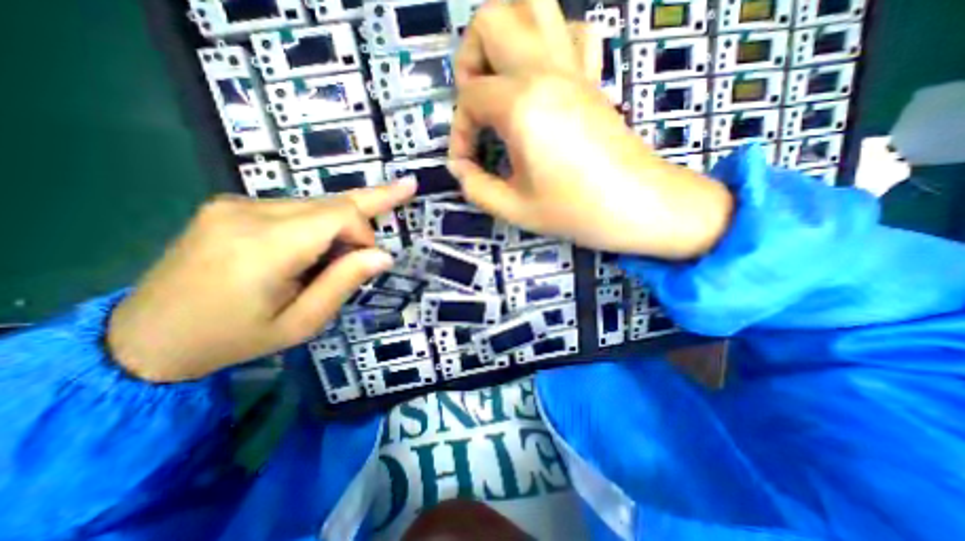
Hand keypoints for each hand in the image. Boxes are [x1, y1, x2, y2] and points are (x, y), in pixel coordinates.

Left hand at [108, 181, 414, 382]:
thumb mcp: (302, 322)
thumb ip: (344, 283)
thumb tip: (384, 256)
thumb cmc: (235, 337)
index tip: (370, 260)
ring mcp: (234, 204)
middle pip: (331, 203)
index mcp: (265, 247)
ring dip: (339, 225)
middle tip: (409, 186)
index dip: (365, 232)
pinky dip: (318, 224)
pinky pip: (295, 208)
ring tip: (341, 254)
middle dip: (365, 213)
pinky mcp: (229, 205)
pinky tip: (313, 247)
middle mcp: (248, 212)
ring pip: (315, 204)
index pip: (339, 214)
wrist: (147, 337)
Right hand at [451, 0, 731, 258]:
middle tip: (475, 102)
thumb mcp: (513, 208)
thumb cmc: (574, 210)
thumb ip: (475, 187)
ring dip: (506, 33)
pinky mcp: (593, 77)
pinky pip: (573, 31)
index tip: (467, 163)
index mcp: (522, 105)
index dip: (460, 132)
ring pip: (535, 4)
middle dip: (470, 58)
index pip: (470, 99)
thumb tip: (460, 168)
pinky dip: (550, 42)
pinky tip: (543, 79)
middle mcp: (545, 71)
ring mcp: (574, 68)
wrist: (636, 205)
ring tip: (501, 79)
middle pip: (492, 18)